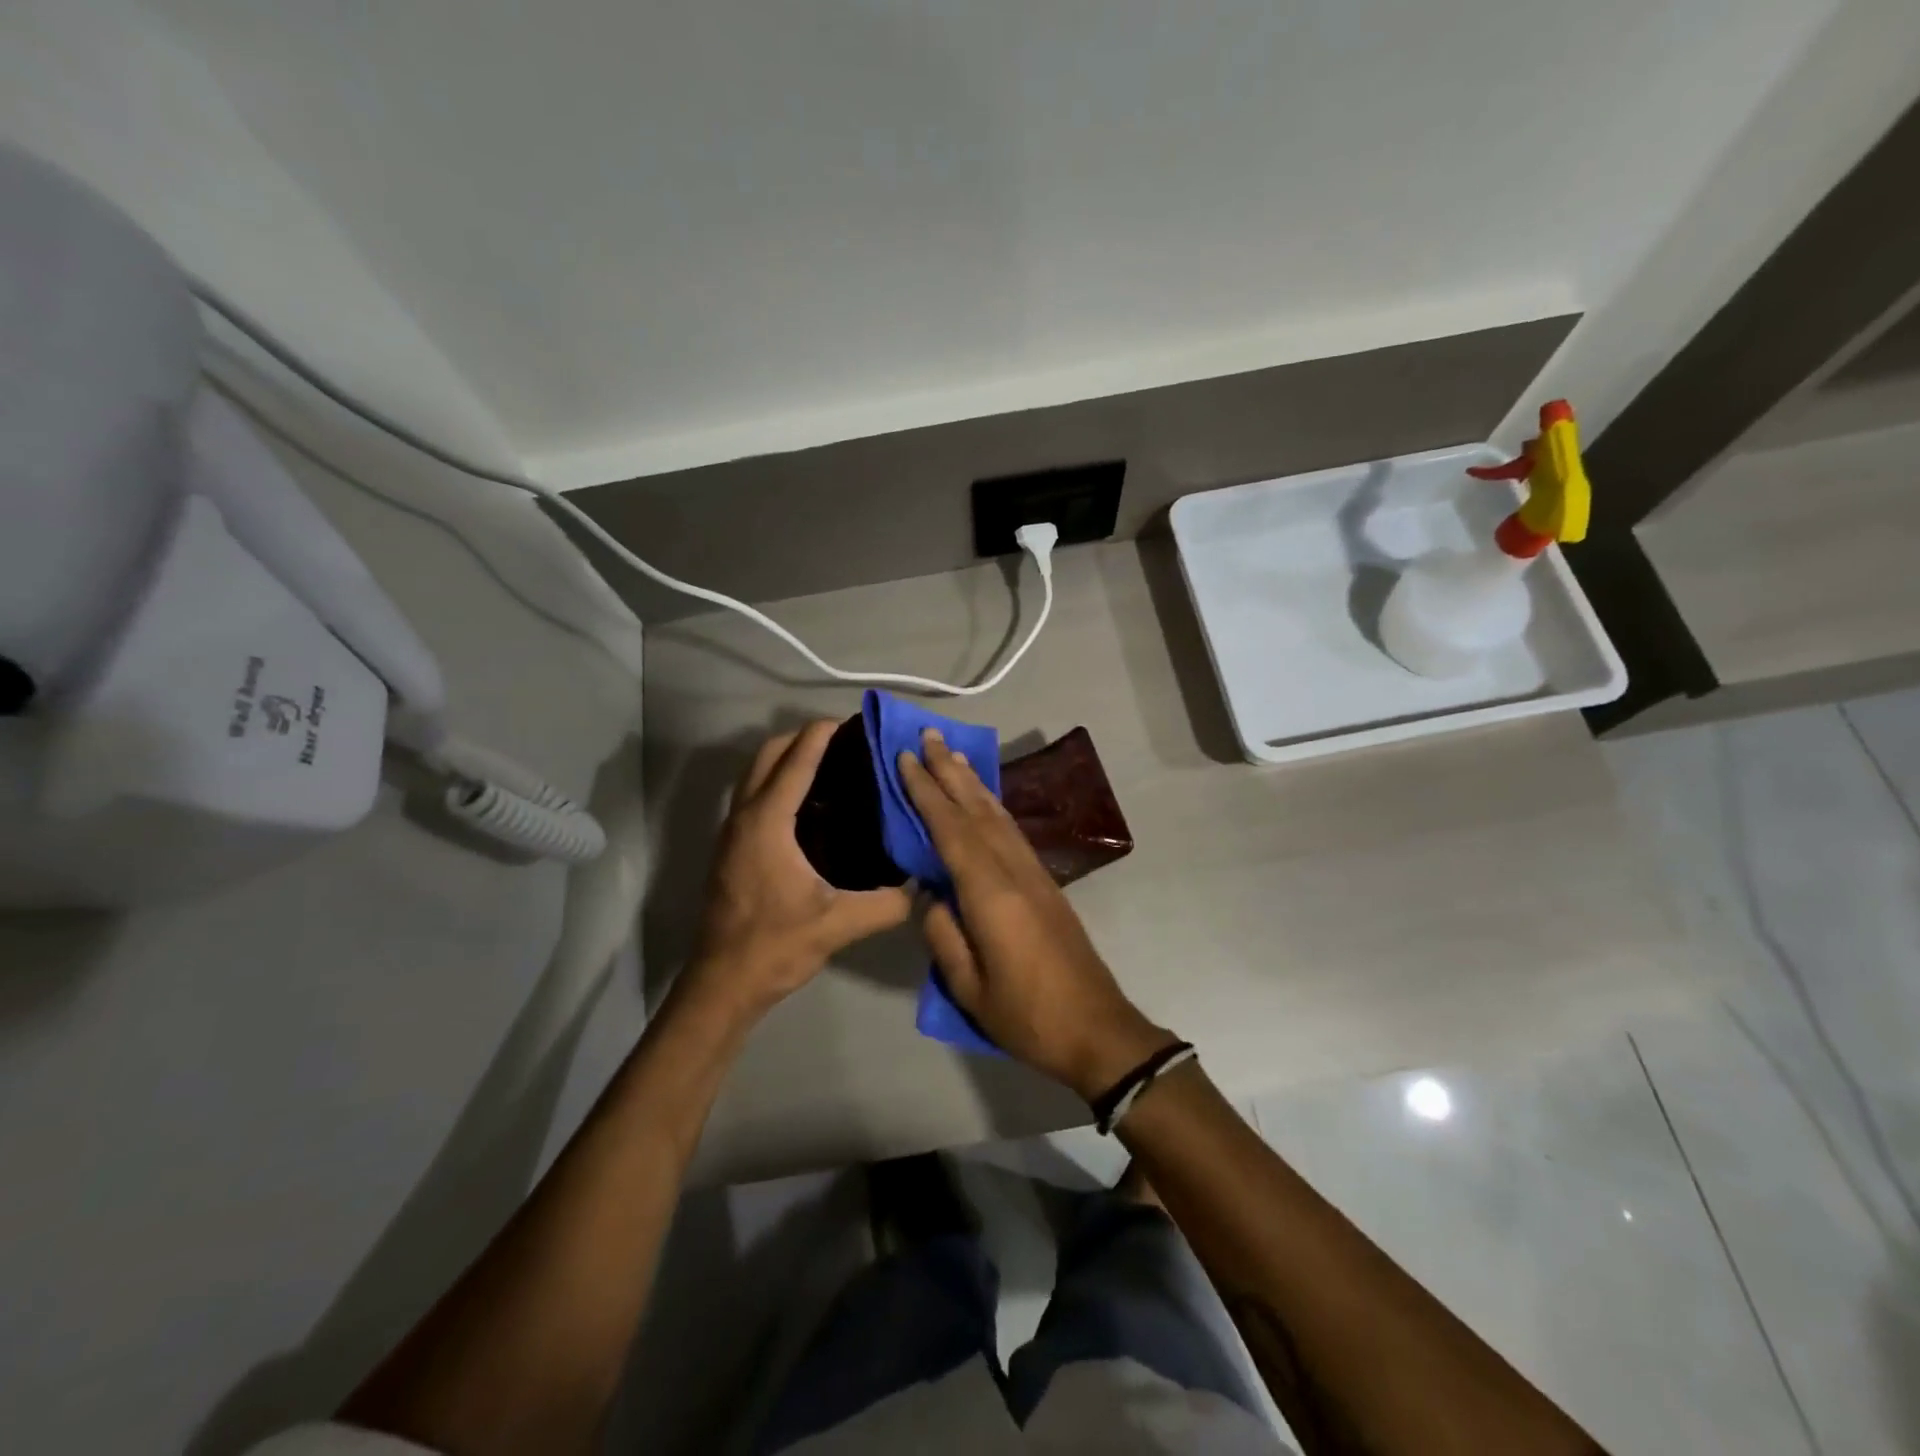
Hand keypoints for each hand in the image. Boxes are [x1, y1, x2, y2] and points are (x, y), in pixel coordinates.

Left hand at [686, 721, 911, 1020]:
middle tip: (842, 742)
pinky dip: (777, 783)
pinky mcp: (731, 849)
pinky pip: (753, 796)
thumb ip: (887, 904)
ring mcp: (732, 832)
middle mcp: (744, 817)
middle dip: (801, 739)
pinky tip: (810, 807)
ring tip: (829, 766)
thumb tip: (924, 886)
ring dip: (786, 760)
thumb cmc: (775, 946)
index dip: (820, 736)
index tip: (848, 721)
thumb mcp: (838, 925)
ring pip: (754, 775)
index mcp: (767, 824)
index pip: (795, 763)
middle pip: (767, 756)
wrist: (722, 983)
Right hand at [897, 728, 1175, 1100]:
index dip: (926, 792)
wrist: (1097, 1028)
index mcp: (990, 892)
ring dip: (973, 782)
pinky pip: (1012, 831)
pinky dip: (992, 806)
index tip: (906, 758)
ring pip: (998, 815)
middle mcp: (1014, 870)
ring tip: (952, 755)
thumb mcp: (968, 986)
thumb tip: (930, 892)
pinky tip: (984, 800)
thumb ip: (942, 932)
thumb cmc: (1026, 1014)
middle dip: (950, 771)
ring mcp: (1034, 873)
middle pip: (977, 809)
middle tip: (927, 735)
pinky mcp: (1046, 883)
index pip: (950, 829)